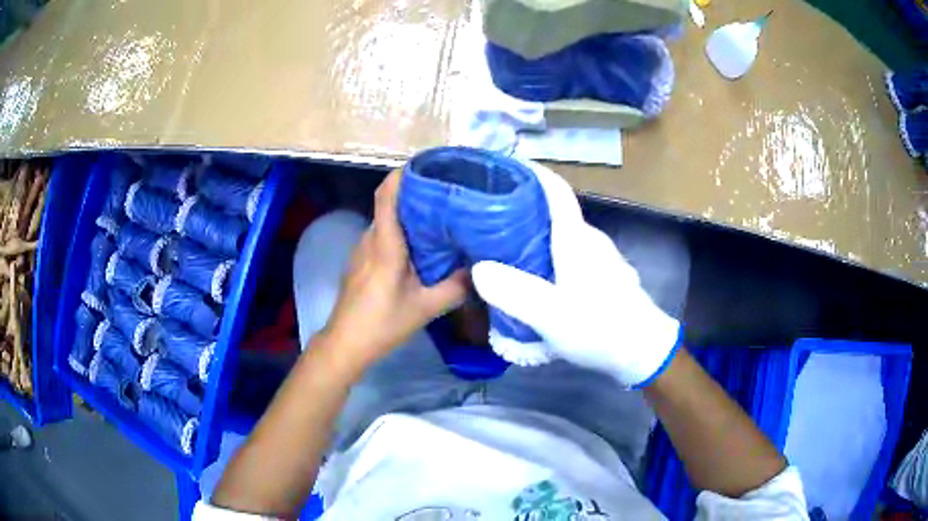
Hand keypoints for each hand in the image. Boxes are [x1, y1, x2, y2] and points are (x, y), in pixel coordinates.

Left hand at [320, 170, 467, 369]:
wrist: (345, 343)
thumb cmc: (382, 323)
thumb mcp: (425, 309)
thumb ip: (455, 288)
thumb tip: (482, 269)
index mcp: (385, 244)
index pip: (388, 195)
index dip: (404, 174)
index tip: (428, 165)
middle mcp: (370, 239)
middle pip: (390, 203)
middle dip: (416, 192)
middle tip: (447, 191)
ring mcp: (362, 249)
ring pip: (386, 219)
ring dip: (409, 212)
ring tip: (439, 214)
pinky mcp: (361, 261)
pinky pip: (382, 234)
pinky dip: (401, 229)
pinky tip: (420, 243)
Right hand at [471, 162, 681, 387]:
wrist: (643, 352)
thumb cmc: (599, 328)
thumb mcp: (551, 315)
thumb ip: (513, 292)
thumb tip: (479, 268)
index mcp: (577, 239)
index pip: (555, 191)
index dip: (531, 174)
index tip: (504, 168)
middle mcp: (590, 240)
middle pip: (555, 212)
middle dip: (524, 208)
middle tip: (489, 217)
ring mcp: (601, 258)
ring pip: (563, 234)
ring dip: (536, 233)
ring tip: (505, 246)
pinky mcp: (605, 276)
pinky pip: (571, 253)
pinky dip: (550, 253)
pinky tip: (537, 275)